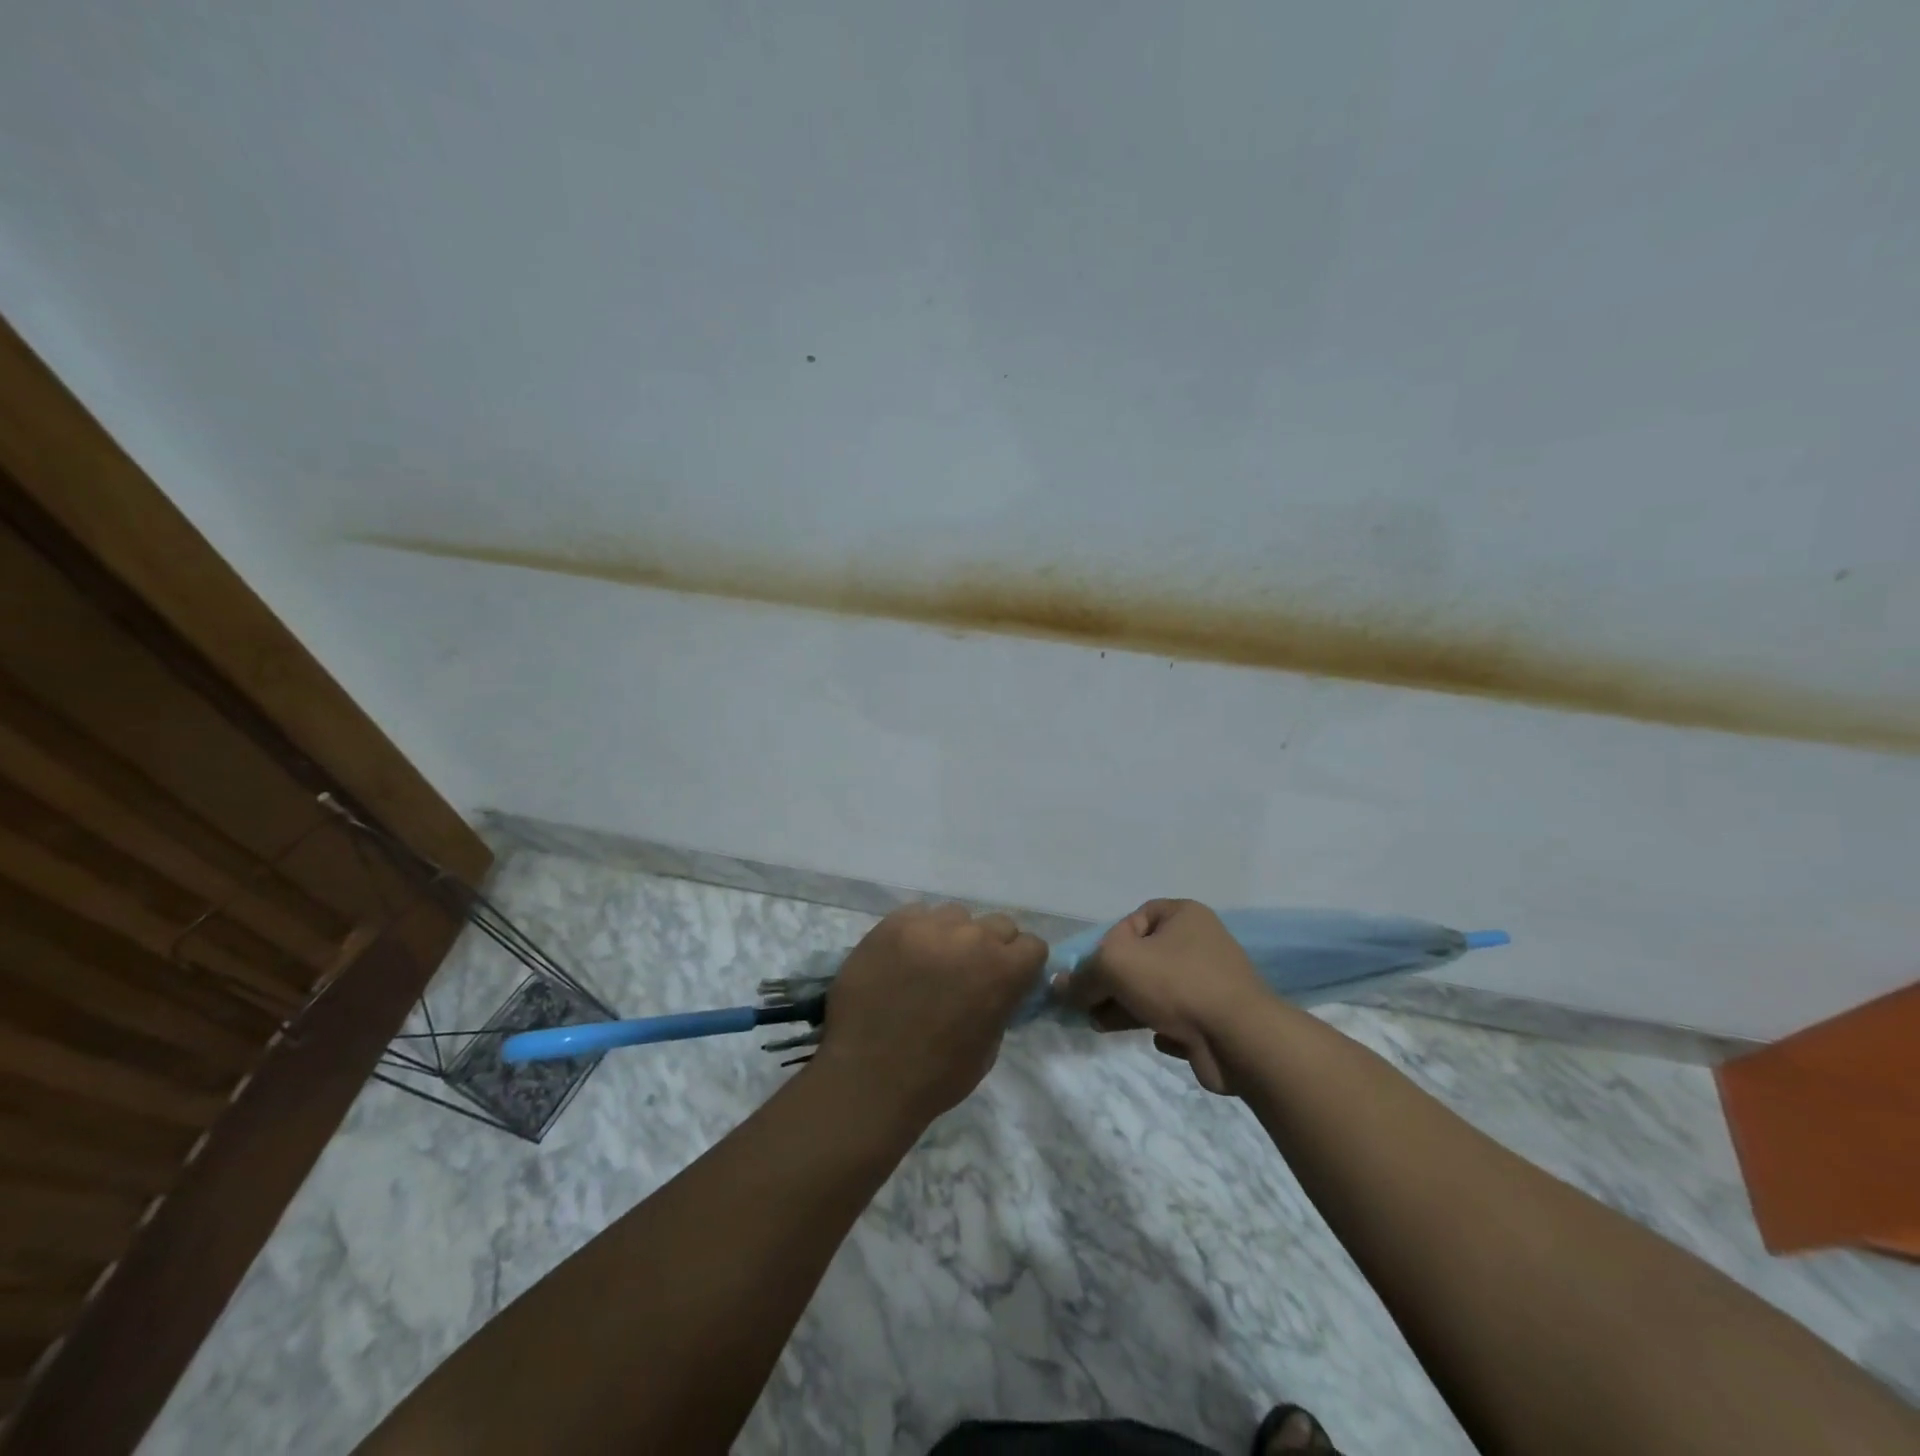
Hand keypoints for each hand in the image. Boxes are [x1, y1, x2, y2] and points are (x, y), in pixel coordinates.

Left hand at [812, 903, 1046, 1128]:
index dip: (1022, 964)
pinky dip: (917, 932)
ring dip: (953, 935)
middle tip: (969, 972)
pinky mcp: (893, 924)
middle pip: (997, 924)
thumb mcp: (988, 1048)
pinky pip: (917, 914)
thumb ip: (1000, 1005)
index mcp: (1002, 970)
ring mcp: (929, 927)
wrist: (867, 1078)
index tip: (1007, 979)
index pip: (1032, 945)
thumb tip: (999, 989)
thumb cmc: (935, 1077)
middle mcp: (971, 938)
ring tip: (932, 962)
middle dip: (991, 946)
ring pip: (956, 915)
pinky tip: (903, 958)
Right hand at [1054, 899, 1268, 1093]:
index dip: (1107, 944)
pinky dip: (1161, 1025)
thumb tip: (1059, 986)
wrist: (1240, 1040)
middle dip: (1111, 983)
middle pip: (1141, 959)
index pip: (1131, 920)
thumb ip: (1083, 974)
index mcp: (1183, 915)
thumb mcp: (1115, 965)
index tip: (1094, 971)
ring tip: (1102, 1025)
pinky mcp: (1216, 1018)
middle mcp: (1200, 942)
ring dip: (1127, 1007)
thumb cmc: (1176, 983)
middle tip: (1088, 1006)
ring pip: (1155, 990)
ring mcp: (1211, 981)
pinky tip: (1159, 1037)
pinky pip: (1177, 1016)